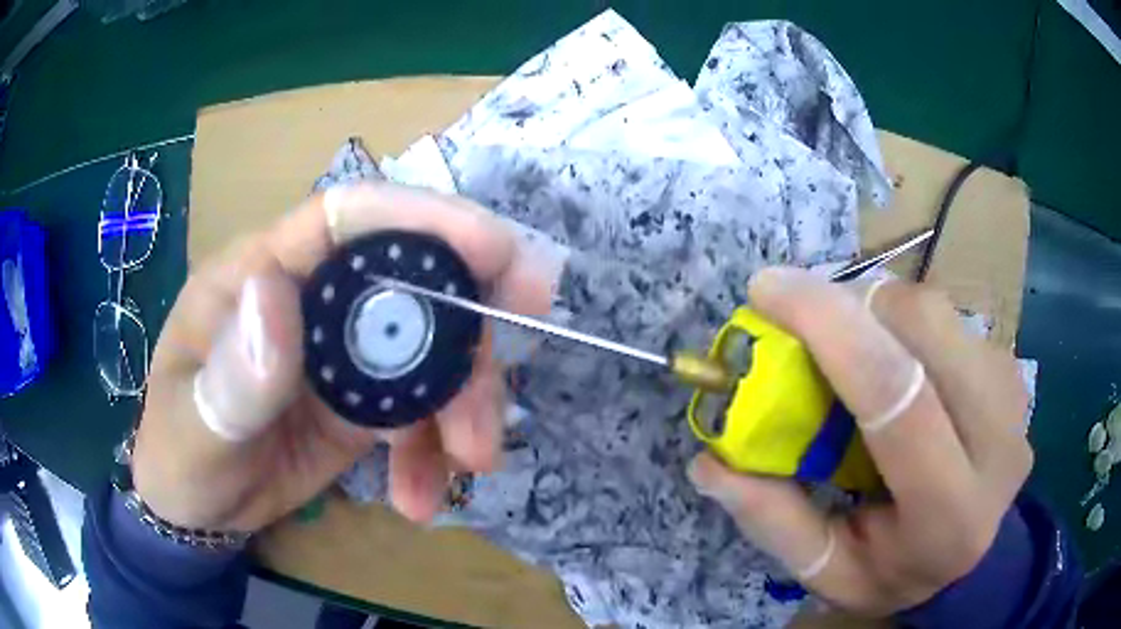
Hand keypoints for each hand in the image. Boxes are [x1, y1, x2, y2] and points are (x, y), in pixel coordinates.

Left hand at [131, 183, 550, 532]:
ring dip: (463, 403)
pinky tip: (421, 499)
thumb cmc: (179, 455)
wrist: (196, 510)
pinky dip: (434, 452)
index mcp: (260, 276)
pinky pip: (418, 414)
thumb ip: (231, 374)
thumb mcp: (194, 426)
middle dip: (470, 319)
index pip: (346, 219)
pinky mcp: (360, 405)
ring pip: (427, 353)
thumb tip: (277, 290)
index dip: (423, 217)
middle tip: (520, 352)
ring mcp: (339, 355)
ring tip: (470, 461)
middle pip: (408, 283)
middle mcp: (310, 302)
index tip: (497, 247)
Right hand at [687, 267, 1031, 615]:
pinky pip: (949, 317)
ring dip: (878, 312)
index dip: (831, 327)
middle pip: (924, 328)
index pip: (898, 397)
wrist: (975, 557)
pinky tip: (896, 363)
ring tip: (854, 352)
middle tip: (809, 327)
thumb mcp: (829, 572)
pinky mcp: (1012, 369)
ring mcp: (1013, 396)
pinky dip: (905, 322)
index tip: (767, 288)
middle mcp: (998, 441)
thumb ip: (774, 521)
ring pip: (937, 311)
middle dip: (854, 307)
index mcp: (949, 511)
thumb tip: (710, 460)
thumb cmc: (898, 571)